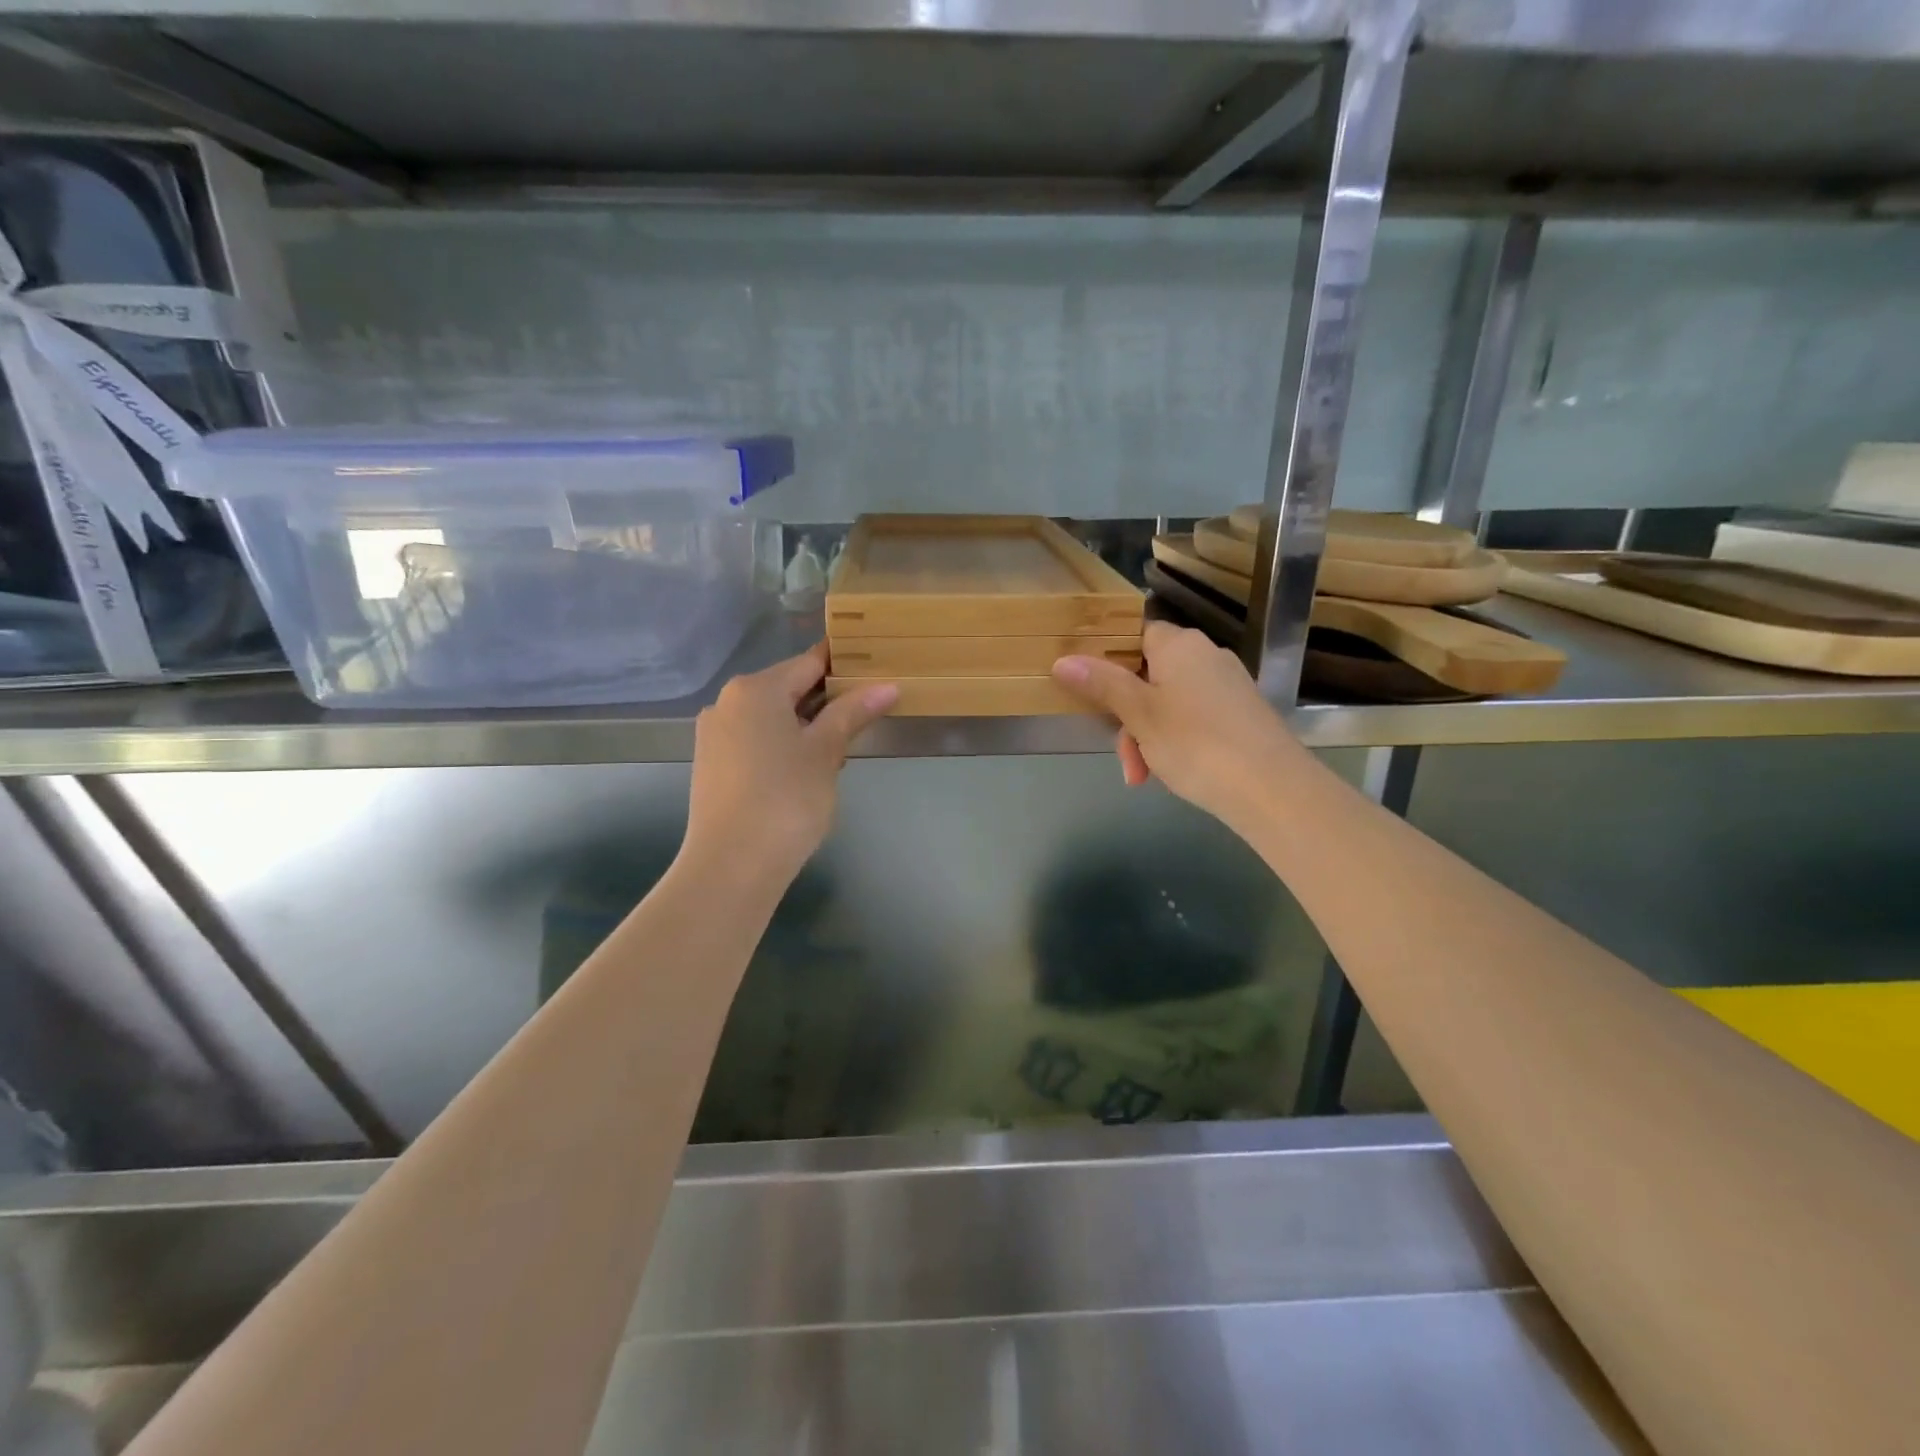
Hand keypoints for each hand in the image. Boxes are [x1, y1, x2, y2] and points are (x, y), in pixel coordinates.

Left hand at [684, 644, 896, 886]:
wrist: (731, 865)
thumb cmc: (786, 799)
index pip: (808, 662)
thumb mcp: (826, 752)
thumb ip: (852, 713)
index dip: (843, 665)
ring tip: (840, 750)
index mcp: (756, 689)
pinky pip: (755, 740)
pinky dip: (782, 745)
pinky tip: (805, 771)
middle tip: (866, 715)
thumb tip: (887, 686)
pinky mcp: (712, 764)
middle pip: (788, 688)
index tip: (874, 668)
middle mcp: (728, 702)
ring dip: (806, 725)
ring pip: (771, 717)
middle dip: (826, 700)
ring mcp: (715, 734)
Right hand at [1051, 621, 1302, 827]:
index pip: (1134, 635)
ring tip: (1143, 777)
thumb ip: (1102, 684)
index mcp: (1179, 645)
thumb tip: (1063, 660)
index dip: (1108, 660)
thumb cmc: (1196, 743)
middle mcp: (1206, 656)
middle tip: (1124, 758)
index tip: (1090, 693)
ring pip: (1168, 703)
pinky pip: (1193, 719)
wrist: (1272, 789)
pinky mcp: (1241, 715)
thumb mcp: (1139, 715)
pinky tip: (1172, 773)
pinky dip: (1175, 743)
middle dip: (1127, 718)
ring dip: (1147, 737)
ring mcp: (1227, 686)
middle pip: (1147, 675)